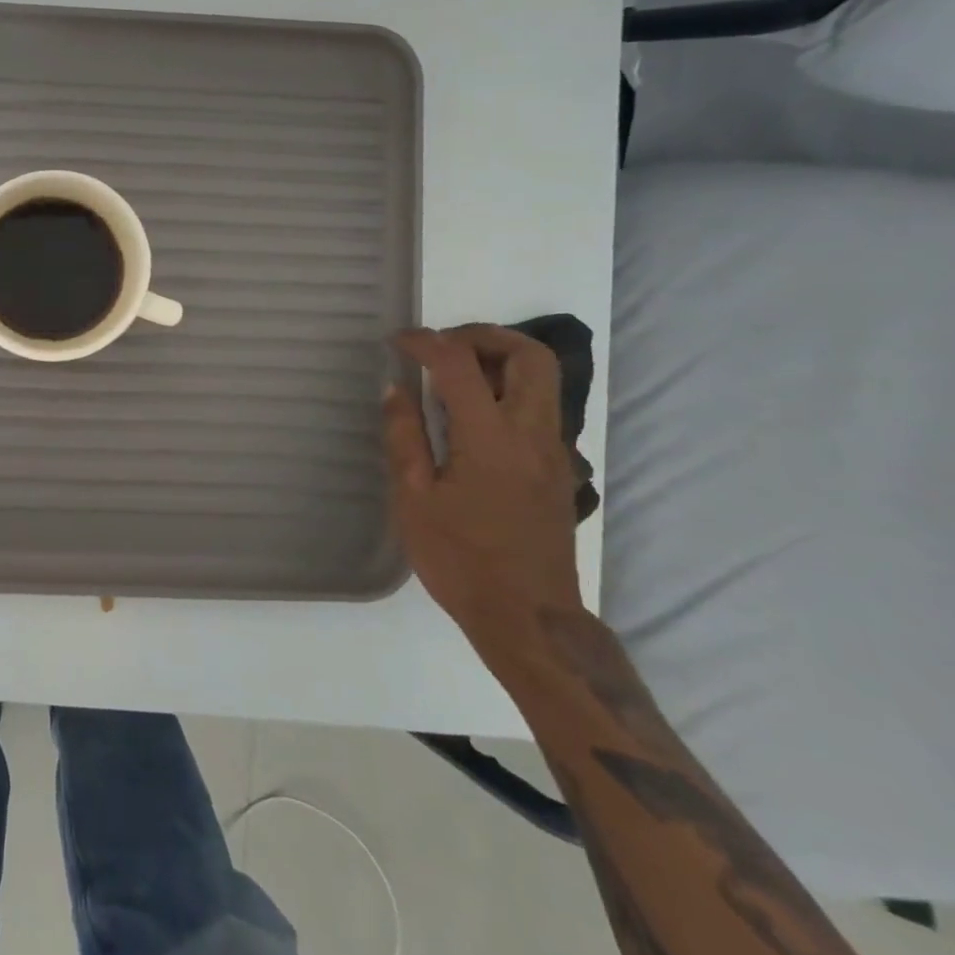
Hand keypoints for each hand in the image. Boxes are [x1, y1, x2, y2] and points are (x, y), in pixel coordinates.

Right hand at [384, 325, 585, 660]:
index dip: (425, 341)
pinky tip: (473, 414)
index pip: (459, 364)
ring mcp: (553, 451)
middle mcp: (532, 434)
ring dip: (500, 358)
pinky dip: (509, 388)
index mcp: (490, 438)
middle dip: (483, 335)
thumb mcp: (414, 500)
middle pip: (529, 355)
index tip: (397, 341)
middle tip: (442, 346)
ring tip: (454, 373)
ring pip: (544, 378)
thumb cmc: (461, 560)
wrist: (529, 619)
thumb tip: (395, 388)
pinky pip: (540, 406)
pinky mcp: (558, 468)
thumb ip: (404, 436)